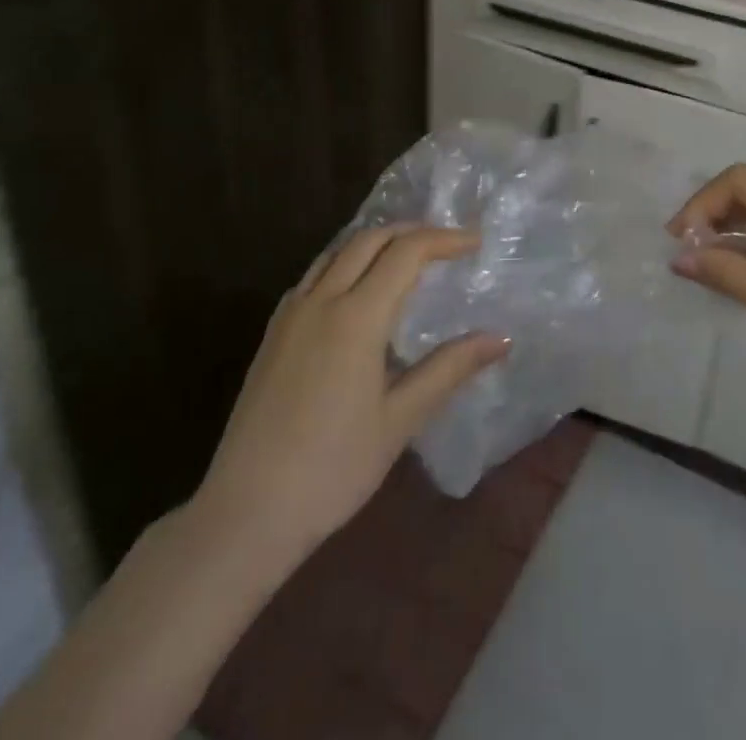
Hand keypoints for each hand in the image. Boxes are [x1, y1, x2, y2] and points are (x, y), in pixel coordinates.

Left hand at [192, 225, 507, 565]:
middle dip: (411, 231)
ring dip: (376, 241)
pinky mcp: (273, 333)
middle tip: (446, 243)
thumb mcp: (399, 421)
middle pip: (369, 239)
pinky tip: (357, 290)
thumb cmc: (332, 469)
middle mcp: (321, 300)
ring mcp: (290, 314)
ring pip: (337, 251)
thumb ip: (449, 369)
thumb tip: (500, 339)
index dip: (444, 239)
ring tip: (407, 256)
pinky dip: (345, 262)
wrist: (245, 514)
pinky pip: (314, 274)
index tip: (475, 242)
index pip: (406, 252)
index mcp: (356, 316)